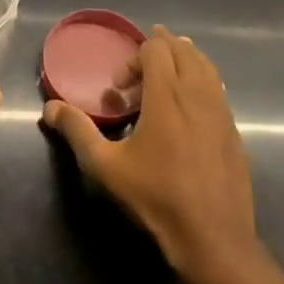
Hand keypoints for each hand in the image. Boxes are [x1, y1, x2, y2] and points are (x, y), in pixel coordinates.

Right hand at [41, 26, 257, 279]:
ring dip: (184, 61)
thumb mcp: (107, 166)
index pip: (157, 49)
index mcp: (167, 95)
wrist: (212, 235)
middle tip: (139, 69)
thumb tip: (50, 108)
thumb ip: (78, 131)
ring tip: (166, 74)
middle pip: (183, 50)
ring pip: (206, 66)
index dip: (135, 56)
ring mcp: (221, 111)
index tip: (121, 87)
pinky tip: (189, 104)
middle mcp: (198, 94)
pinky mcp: (233, 130)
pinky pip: (218, 88)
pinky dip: (202, 81)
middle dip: (160, 50)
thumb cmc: (156, 197)